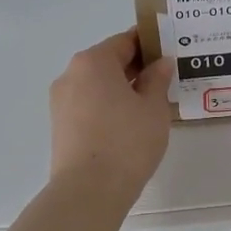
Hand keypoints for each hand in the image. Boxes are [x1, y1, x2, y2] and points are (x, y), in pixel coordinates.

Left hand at [49, 29, 172, 200]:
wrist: (89, 190)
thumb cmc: (127, 142)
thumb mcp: (153, 108)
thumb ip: (157, 80)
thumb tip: (160, 63)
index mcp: (93, 61)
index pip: (125, 41)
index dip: (150, 43)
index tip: (170, 50)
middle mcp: (71, 75)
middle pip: (108, 62)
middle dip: (136, 67)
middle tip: (165, 78)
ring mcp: (61, 102)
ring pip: (96, 85)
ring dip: (121, 89)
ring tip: (149, 104)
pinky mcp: (60, 126)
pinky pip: (88, 105)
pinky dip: (107, 107)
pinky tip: (128, 123)